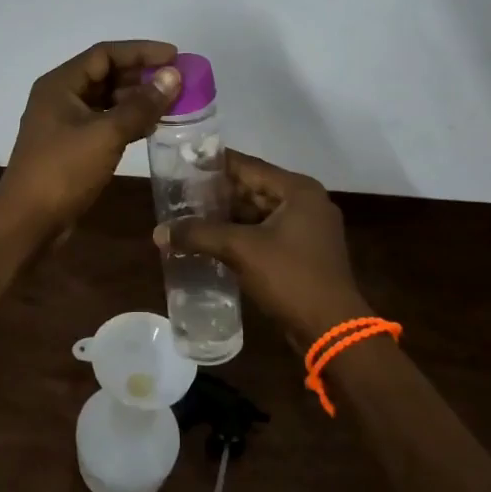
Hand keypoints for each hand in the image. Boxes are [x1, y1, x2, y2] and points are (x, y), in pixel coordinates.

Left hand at [0, 40, 181, 241]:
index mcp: (61, 84)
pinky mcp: (72, 146)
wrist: (28, 221)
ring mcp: (65, 123)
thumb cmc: (63, 170)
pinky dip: (128, 121)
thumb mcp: (106, 134)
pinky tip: (153, 127)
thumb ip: (141, 105)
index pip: (105, 54)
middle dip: (142, 75)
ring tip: (172, 103)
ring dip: (137, 99)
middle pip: (106, 74)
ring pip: (107, 100)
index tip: (175, 56)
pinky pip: (105, 122)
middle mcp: (61, 97)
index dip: (141, 51)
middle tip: (178, 81)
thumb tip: (173, 76)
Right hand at [154, 150, 370, 349]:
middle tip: (181, 191)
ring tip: (191, 215)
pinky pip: (266, 234)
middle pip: (254, 188)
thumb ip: (200, 234)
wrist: (332, 330)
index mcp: (298, 190)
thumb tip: (159, 232)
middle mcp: (306, 203)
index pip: (249, 166)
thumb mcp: (241, 250)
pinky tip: (213, 240)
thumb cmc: (291, 277)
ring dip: (228, 216)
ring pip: (259, 213)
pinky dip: (242, 235)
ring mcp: (308, 230)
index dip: (215, 164)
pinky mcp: (304, 254)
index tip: (185, 161)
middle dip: (219, 193)